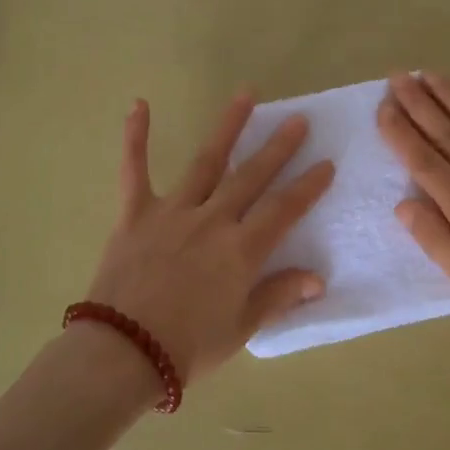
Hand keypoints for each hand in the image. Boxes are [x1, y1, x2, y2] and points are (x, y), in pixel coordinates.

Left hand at [84, 93, 334, 383]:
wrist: (123, 353)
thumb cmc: (189, 347)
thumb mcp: (242, 328)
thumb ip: (278, 296)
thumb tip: (317, 279)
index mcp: (241, 250)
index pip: (284, 210)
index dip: (308, 187)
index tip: (326, 164)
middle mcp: (212, 221)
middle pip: (251, 177)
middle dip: (278, 148)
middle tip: (298, 120)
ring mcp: (172, 212)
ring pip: (206, 162)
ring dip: (228, 128)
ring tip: (246, 96)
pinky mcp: (135, 214)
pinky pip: (134, 170)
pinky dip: (135, 137)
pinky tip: (139, 105)